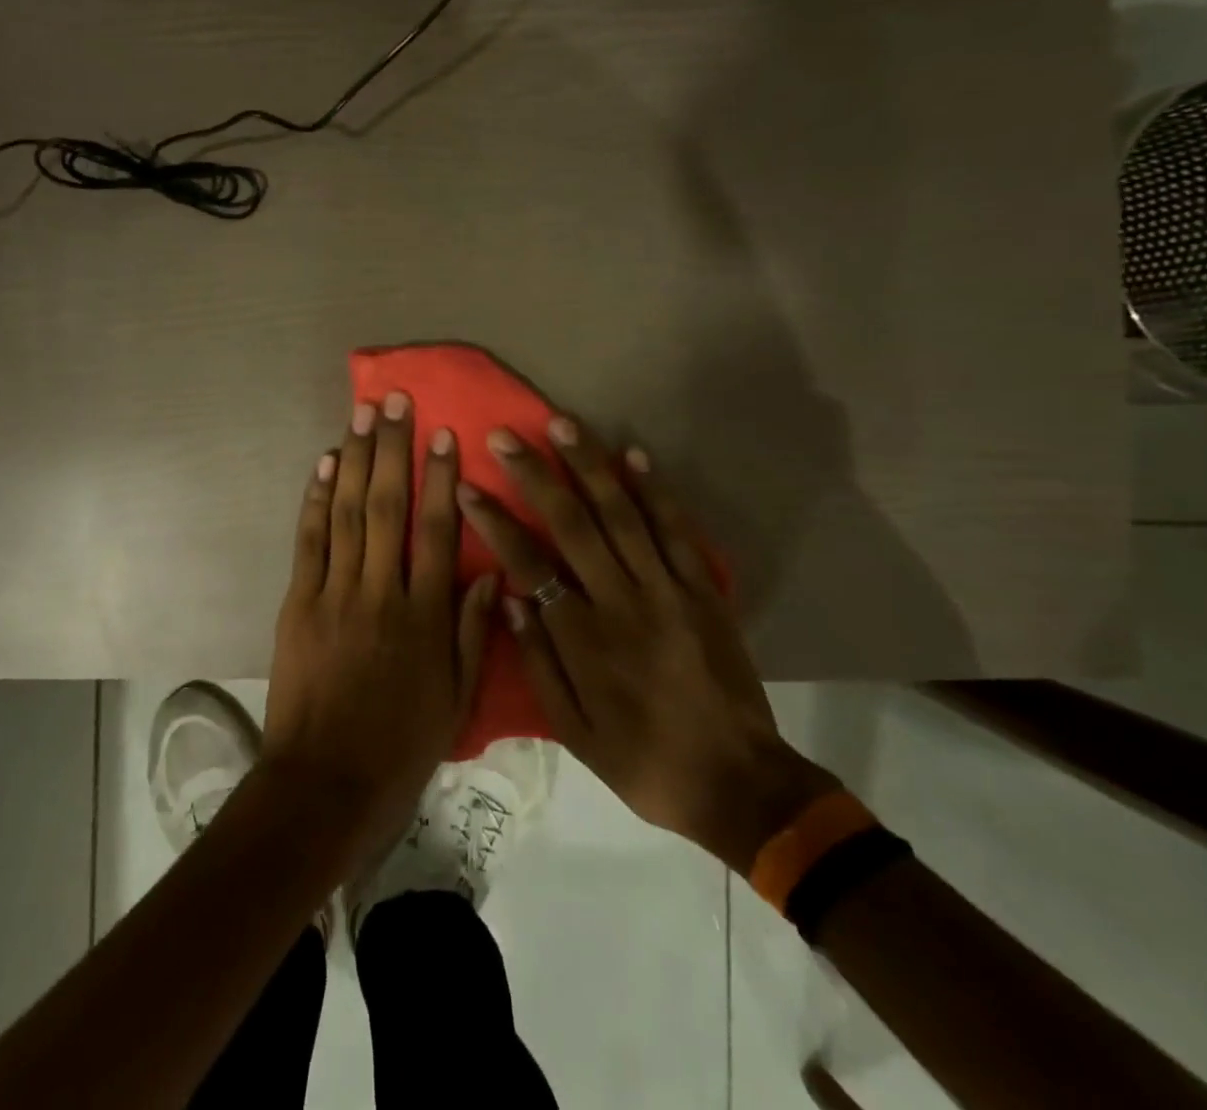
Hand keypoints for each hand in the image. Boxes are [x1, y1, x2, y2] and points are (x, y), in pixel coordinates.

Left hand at [260, 392, 496, 859]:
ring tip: (360, 415)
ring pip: (345, 513)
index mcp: (424, 617)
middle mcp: (380, 592)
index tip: (442, 435)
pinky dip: (314, 499)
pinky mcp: (298, 602)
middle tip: (394, 402)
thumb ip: (474, 633)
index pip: (438, 532)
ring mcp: (334, 593)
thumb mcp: (455, 700)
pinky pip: (308, 541)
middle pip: (387, 508)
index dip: (441, 479)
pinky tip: (322, 464)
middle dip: (392, 449)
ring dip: (353, 459)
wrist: (325, 783)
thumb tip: (493, 575)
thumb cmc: (400, 744)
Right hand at [455, 417, 838, 873]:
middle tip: (506, 435)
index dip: (496, 522)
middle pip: (572, 525)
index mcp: (584, 639)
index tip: (469, 487)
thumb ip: (538, 662)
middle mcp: (622, 602)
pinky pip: (676, 531)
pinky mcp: (703, 590)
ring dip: (589, 465)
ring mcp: (668, 590)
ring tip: (562, 424)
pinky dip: (655, 490)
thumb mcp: (573, 731)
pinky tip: (633, 454)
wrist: (738, 783)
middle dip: (535, 475)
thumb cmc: (642, 761)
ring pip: (622, 514)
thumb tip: (509, 598)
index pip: (529, 564)